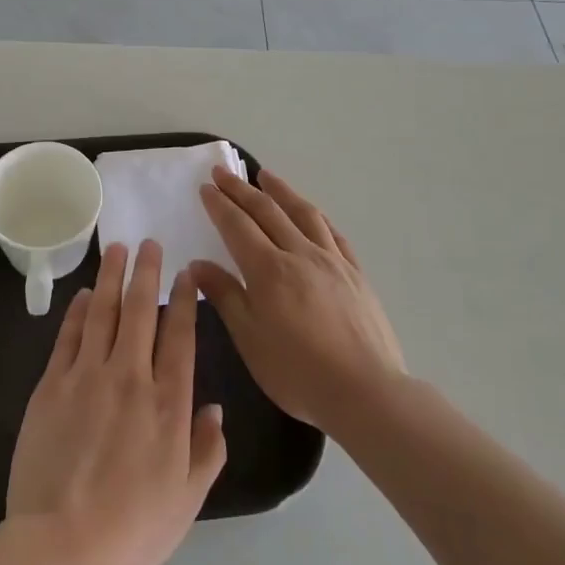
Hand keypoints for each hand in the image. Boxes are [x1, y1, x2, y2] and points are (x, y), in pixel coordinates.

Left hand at [5, 240, 227, 564]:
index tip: (186, 274)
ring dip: (110, 277)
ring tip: (115, 249)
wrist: (62, 544)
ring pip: (102, 312)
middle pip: (140, 310)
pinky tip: (82, 296)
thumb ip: (207, 450)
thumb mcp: (187, 500)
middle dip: (146, 272)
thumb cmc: (132, 529)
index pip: (180, 335)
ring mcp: (87, 375)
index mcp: (168, 402)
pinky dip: (77, 312)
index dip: (184, 300)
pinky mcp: (52, 384)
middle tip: (149, 243)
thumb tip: (216, 408)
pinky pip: (68, 336)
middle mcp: (130, 376)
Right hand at [192, 167, 404, 435]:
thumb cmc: (298, 372)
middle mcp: (299, 253)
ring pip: (302, 212)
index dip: (220, 204)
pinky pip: (332, 232)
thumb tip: (198, 264)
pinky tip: (310, 212)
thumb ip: (224, 296)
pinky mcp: (355, 272)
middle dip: (241, 189)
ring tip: (265, 176)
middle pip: (267, 211)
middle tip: (223, 172)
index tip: (206, 186)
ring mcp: (331, 260)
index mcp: (268, 269)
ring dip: (280, 190)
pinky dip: (315, 215)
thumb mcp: (250, 339)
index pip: (238, 225)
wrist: (367, 392)